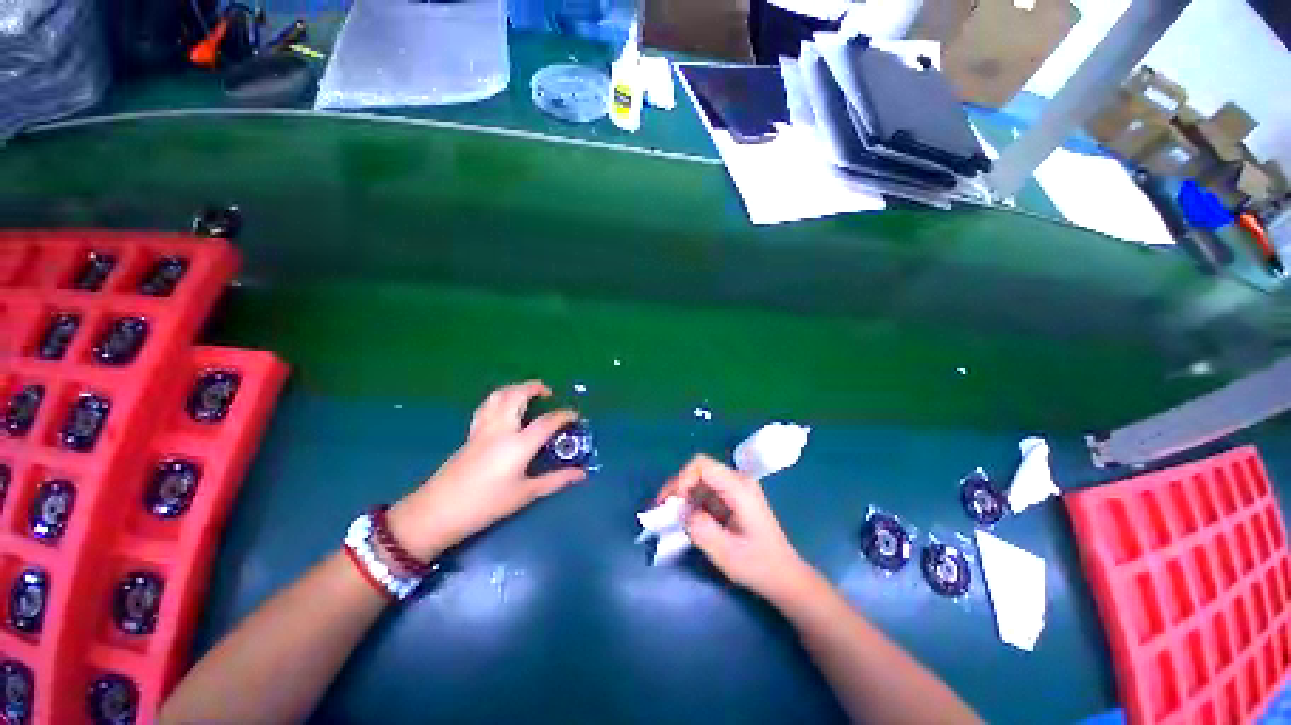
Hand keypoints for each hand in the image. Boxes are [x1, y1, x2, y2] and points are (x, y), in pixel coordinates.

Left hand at [387, 381, 586, 559]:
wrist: (437, 511)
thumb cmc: (486, 505)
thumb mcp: (525, 494)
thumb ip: (555, 481)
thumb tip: (581, 474)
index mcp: (518, 444)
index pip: (547, 422)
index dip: (564, 415)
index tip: (575, 415)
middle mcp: (501, 429)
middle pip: (517, 395)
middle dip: (535, 387)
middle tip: (548, 393)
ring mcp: (483, 429)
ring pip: (498, 395)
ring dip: (516, 388)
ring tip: (527, 394)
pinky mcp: (470, 433)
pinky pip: (487, 406)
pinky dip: (500, 399)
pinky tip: (504, 408)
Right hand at [655, 455, 815, 601]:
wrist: (784, 577)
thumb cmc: (758, 565)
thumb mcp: (725, 552)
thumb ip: (699, 528)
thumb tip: (679, 510)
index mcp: (739, 487)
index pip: (702, 465)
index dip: (682, 478)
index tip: (671, 502)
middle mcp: (737, 481)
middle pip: (699, 470)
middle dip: (679, 487)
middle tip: (663, 509)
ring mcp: (735, 489)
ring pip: (700, 480)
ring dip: (683, 495)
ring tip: (670, 515)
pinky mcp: (732, 498)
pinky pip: (706, 491)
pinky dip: (692, 502)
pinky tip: (686, 518)